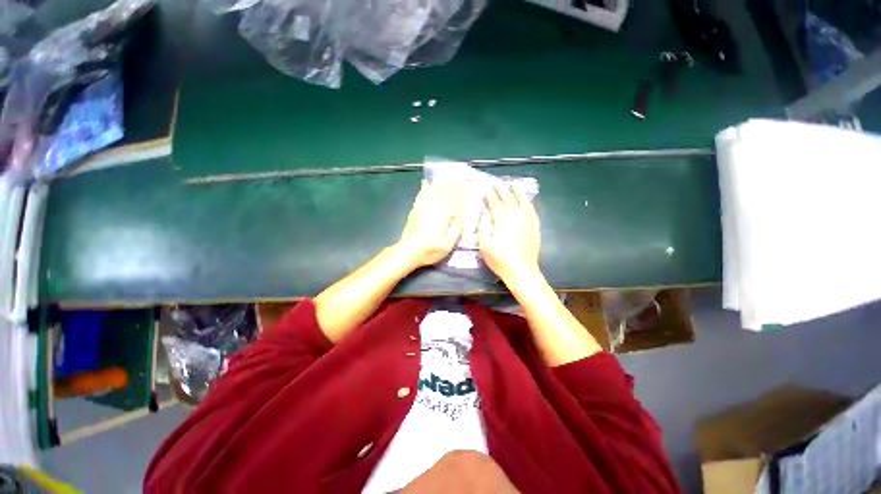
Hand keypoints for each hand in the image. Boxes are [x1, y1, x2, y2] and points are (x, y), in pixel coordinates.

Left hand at [396, 180, 464, 268]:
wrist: (408, 251)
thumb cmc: (430, 250)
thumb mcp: (448, 244)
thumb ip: (456, 228)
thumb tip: (462, 214)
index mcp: (444, 216)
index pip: (455, 201)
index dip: (461, 192)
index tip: (467, 183)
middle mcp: (434, 208)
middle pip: (445, 192)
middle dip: (453, 183)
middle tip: (459, 174)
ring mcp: (423, 207)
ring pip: (434, 191)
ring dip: (441, 182)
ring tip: (447, 174)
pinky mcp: (415, 210)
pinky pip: (421, 195)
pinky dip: (424, 188)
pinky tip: (426, 182)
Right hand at [479, 184, 540, 282]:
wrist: (522, 271)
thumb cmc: (500, 259)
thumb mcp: (485, 245)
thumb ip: (483, 227)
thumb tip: (484, 213)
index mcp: (502, 221)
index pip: (496, 203)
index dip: (491, 195)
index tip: (488, 187)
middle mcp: (516, 217)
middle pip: (509, 199)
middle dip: (502, 190)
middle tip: (498, 182)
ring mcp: (528, 221)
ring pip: (523, 202)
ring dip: (517, 192)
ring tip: (514, 184)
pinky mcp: (535, 227)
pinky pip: (532, 210)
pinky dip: (528, 202)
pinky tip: (526, 200)